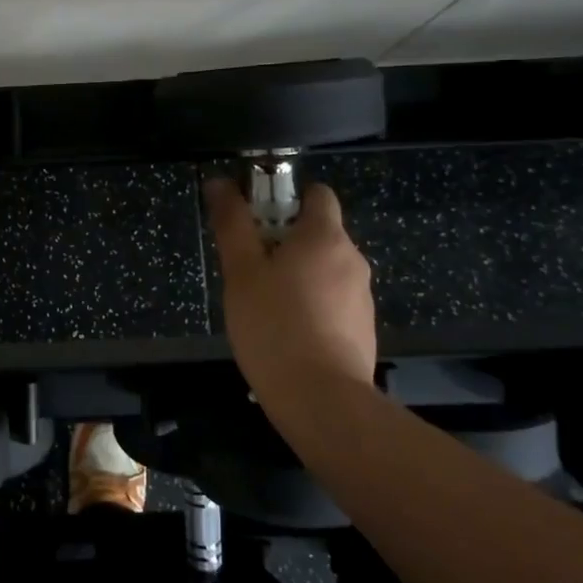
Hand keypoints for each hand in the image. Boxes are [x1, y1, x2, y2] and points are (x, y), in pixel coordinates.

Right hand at [205, 178, 376, 394]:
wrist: (321, 400)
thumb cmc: (274, 325)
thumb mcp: (241, 271)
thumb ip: (232, 223)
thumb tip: (220, 182)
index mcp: (325, 236)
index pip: (316, 193)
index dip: (285, 198)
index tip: (255, 221)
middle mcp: (352, 258)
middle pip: (317, 232)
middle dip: (283, 241)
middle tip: (247, 268)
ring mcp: (362, 295)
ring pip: (323, 268)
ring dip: (295, 274)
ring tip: (263, 305)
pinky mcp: (362, 328)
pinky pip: (332, 300)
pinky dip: (310, 304)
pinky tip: (285, 332)